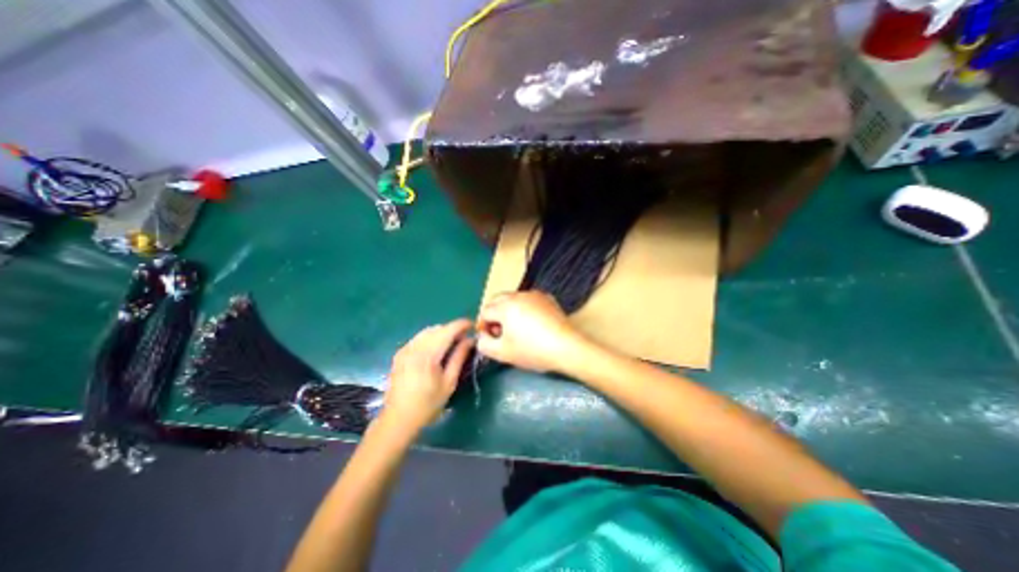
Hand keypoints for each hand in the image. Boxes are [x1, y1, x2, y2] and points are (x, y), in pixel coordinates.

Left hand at [385, 320, 474, 429]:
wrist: (398, 419)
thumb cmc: (428, 404)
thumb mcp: (449, 382)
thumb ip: (459, 357)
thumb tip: (470, 340)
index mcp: (427, 355)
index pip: (447, 331)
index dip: (461, 325)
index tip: (473, 325)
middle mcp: (414, 348)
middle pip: (437, 328)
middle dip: (452, 329)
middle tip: (464, 339)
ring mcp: (405, 349)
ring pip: (427, 331)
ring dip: (441, 333)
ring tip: (451, 344)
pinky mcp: (400, 353)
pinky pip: (418, 338)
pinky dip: (430, 338)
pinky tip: (435, 350)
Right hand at [474, 292, 584, 372]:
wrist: (566, 347)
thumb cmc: (532, 350)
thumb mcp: (503, 353)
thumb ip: (484, 344)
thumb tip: (482, 336)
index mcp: (505, 306)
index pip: (485, 311)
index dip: (483, 326)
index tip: (490, 338)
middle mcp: (518, 295)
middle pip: (497, 301)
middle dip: (494, 315)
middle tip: (501, 333)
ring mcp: (534, 294)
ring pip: (513, 299)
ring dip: (509, 311)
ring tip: (516, 329)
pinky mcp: (546, 298)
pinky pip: (528, 300)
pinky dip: (524, 308)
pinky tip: (532, 324)